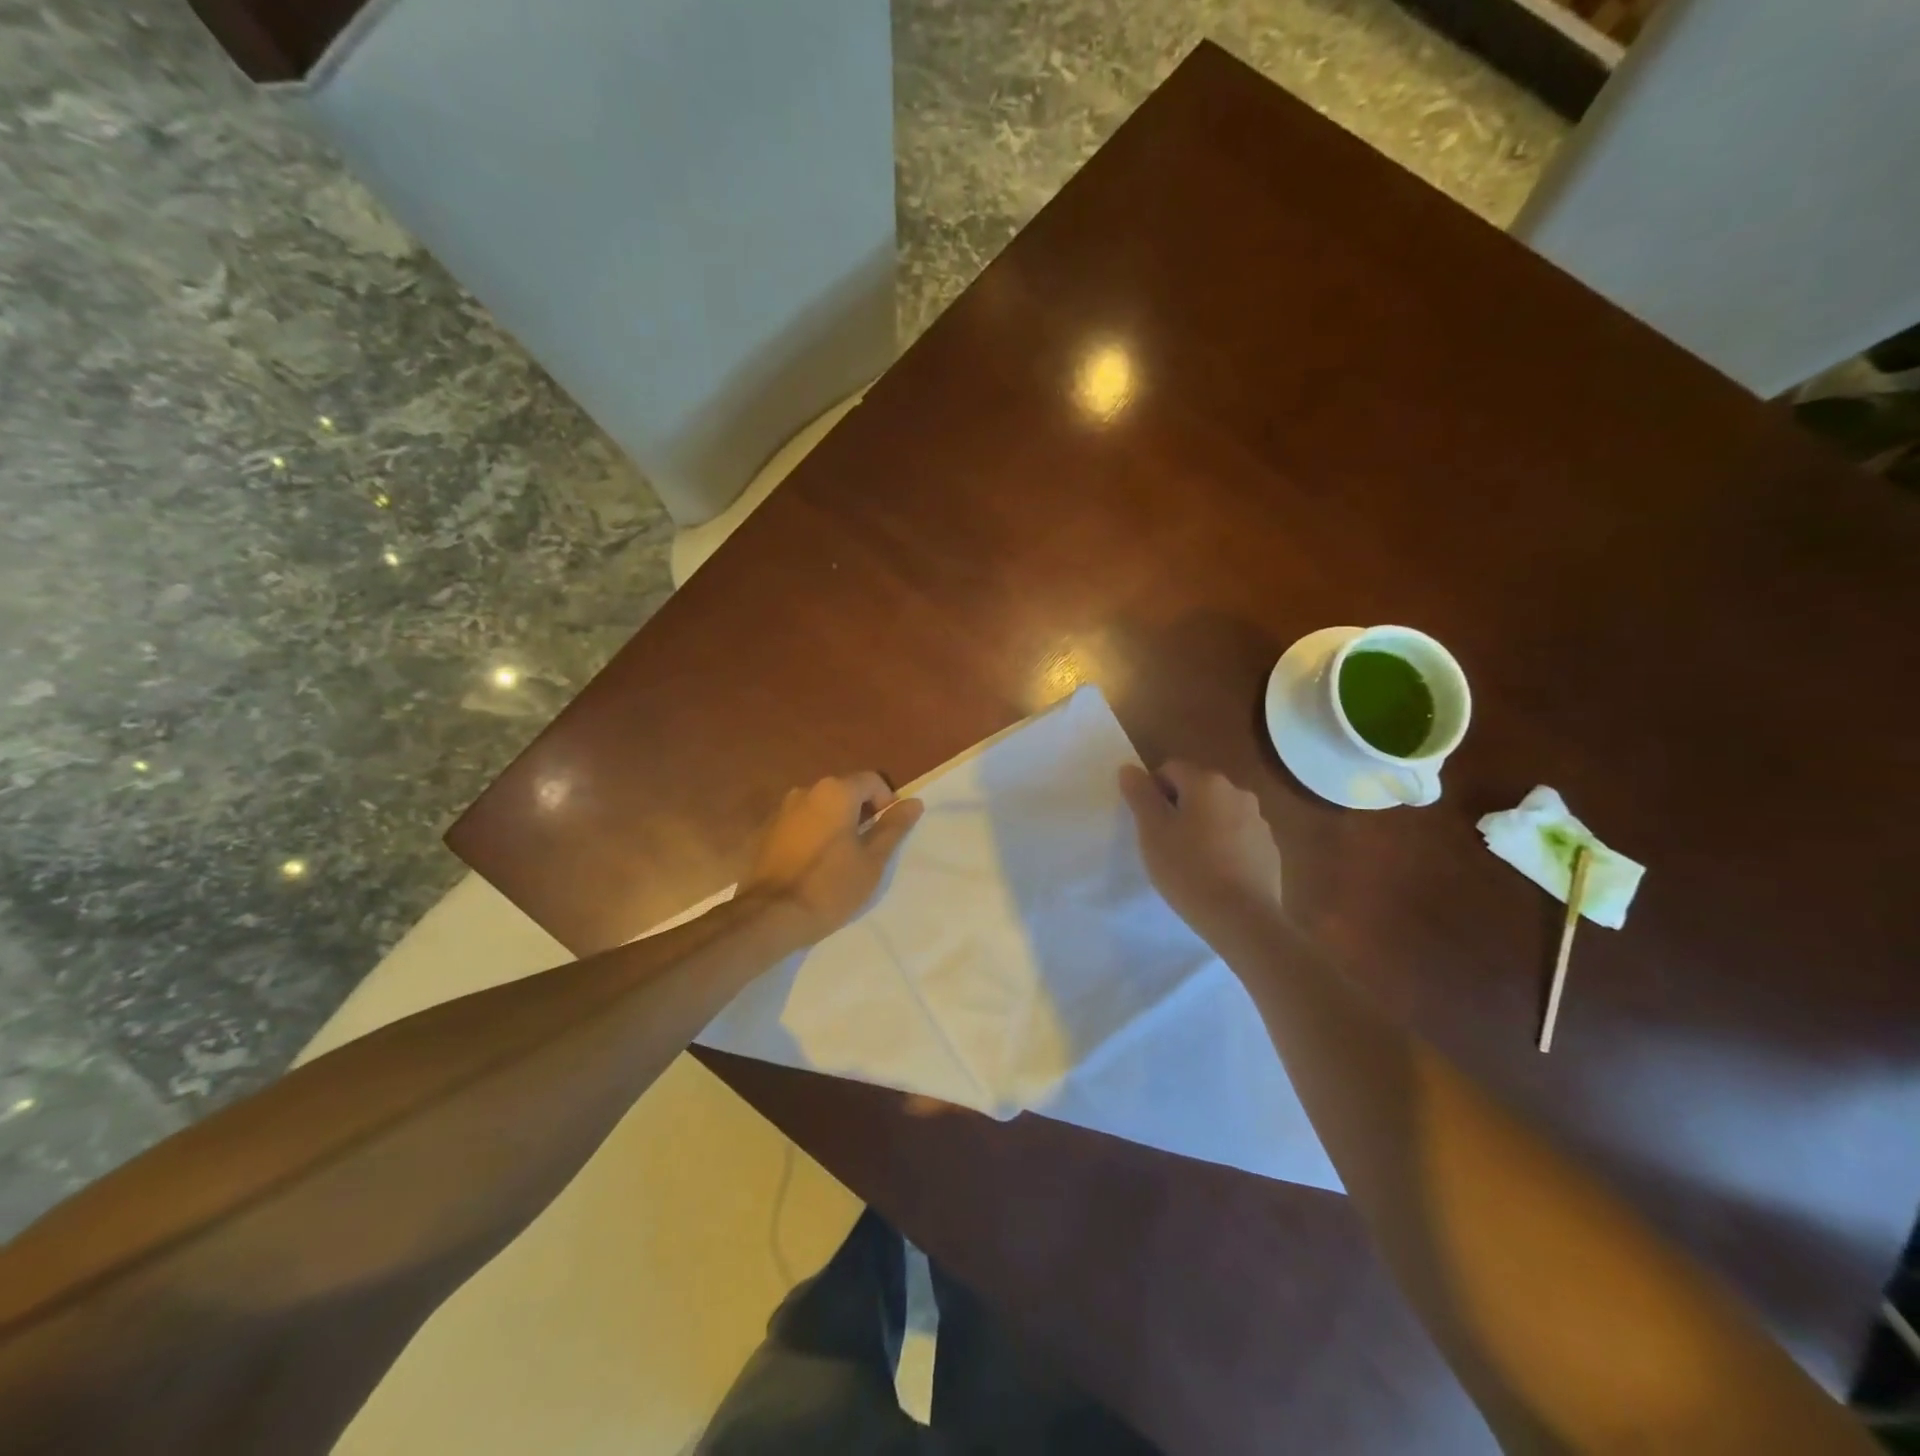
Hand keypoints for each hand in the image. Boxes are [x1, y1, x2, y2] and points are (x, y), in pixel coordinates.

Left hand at [743, 774, 923, 949]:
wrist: (770, 916)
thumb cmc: (830, 887)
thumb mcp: (872, 860)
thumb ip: (893, 827)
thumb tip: (914, 803)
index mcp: (835, 792)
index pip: (872, 781)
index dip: (886, 802)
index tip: (887, 832)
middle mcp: (806, 791)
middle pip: (844, 791)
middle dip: (860, 812)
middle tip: (867, 848)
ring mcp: (781, 810)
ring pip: (820, 808)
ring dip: (834, 823)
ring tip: (839, 858)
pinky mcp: (765, 831)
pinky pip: (799, 823)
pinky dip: (811, 834)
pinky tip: (812, 865)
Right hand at [1118, 761, 1284, 953]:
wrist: (1242, 918)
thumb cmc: (1188, 869)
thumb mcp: (1152, 831)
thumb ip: (1140, 794)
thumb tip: (1130, 768)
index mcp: (1206, 782)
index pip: (1170, 769)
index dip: (1152, 792)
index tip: (1146, 823)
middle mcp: (1237, 792)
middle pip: (1197, 789)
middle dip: (1178, 808)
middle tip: (1163, 842)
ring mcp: (1258, 821)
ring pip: (1219, 814)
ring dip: (1202, 827)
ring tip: (1189, 861)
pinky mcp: (1270, 850)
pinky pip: (1238, 838)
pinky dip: (1224, 847)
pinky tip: (1214, 875)